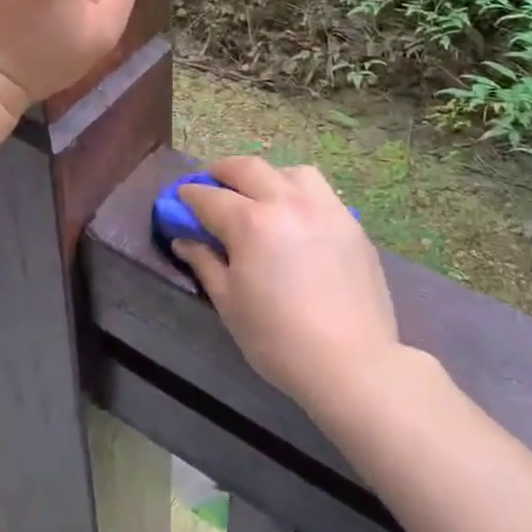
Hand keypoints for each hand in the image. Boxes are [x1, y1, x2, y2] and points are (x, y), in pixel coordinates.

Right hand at [176, 158, 402, 414]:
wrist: (352, 363)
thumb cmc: (278, 339)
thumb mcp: (229, 303)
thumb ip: (204, 262)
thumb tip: (184, 239)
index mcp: (251, 221)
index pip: (210, 197)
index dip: (189, 196)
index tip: (179, 200)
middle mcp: (287, 201)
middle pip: (248, 169)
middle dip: (222, 172)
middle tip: (211, 185)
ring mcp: (324, 207)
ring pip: (289, 171)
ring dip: (267, 177)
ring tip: (260, 196)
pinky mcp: (351, 221)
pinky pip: (320, 192)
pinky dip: (299, 193)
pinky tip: (297, 218)